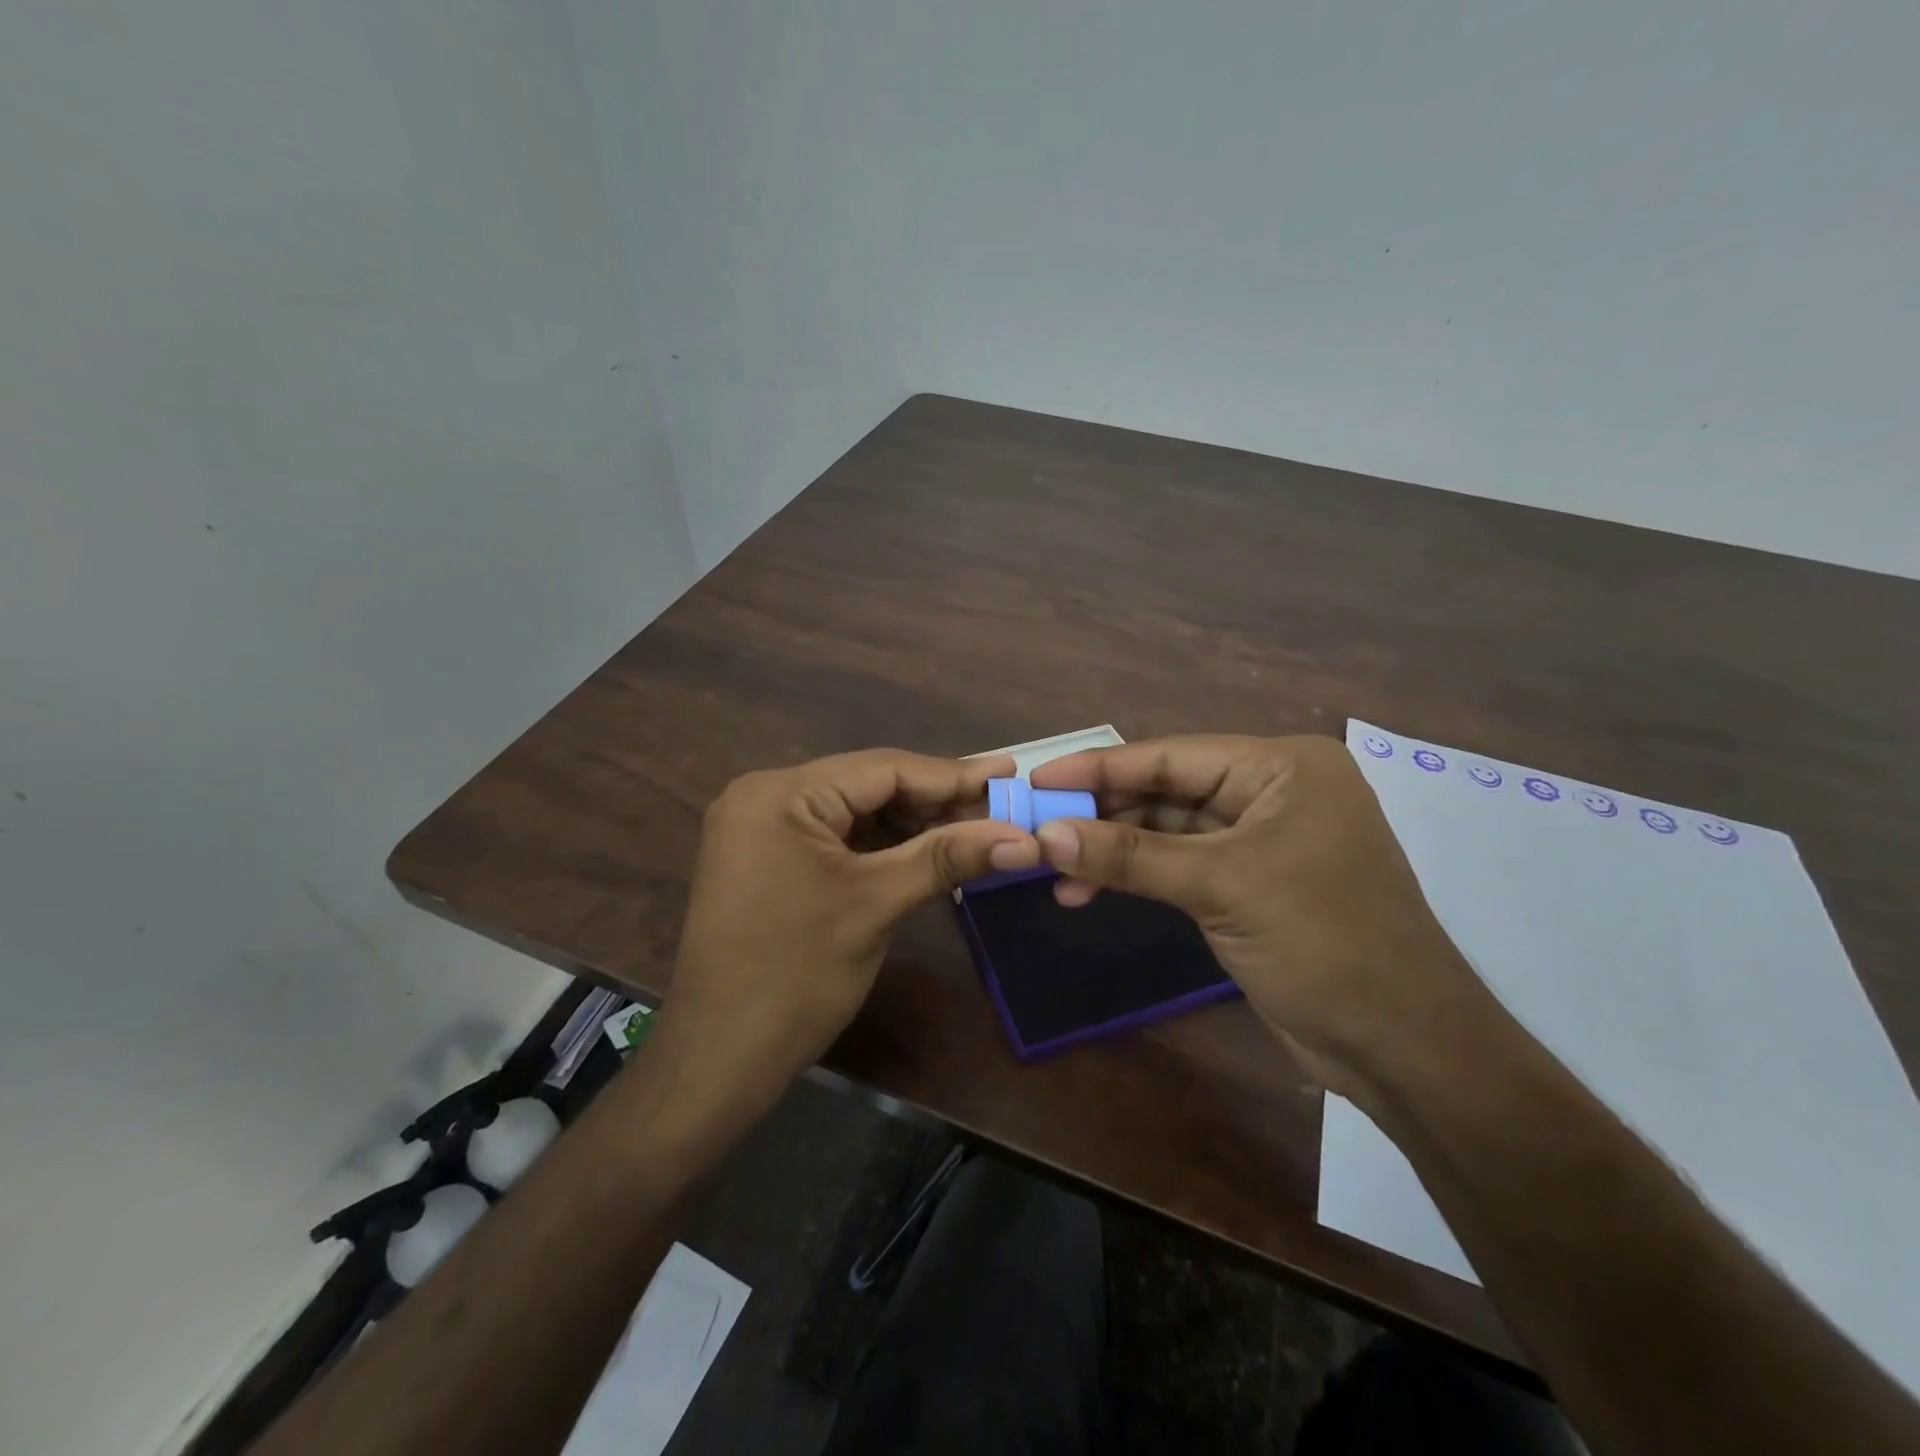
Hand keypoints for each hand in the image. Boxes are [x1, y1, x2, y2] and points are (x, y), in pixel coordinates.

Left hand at [660, 749, 1039, 1096]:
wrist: (721, 1058)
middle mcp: (766, 796)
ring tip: (977, 829)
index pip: (882, 769)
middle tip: (1002, 808)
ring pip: (857, 811)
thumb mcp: (876, 905)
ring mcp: (764, 828)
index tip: (1011, 773)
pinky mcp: (771, 858)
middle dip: (936, 801)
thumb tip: (1023, 839)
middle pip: (869, 786)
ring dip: (914, 824)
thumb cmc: (796, 976)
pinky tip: (929, 850)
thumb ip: (947, 857)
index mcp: (780, 794)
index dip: (952, 774)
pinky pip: (839, 837)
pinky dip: (884, 845)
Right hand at [1029, 735, 1495, 1099]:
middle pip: (1165, 790)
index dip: (1099, 768)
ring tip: (1054, 871)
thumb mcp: (1220, 887)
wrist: (1403, 1046)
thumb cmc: (1324, 942)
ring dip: (1112, 850)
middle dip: (1102, 813)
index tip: (1037, 778)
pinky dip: (1136, 875)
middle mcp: (1271, 791)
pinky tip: (1088, 890)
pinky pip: (1179, 865)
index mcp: (1280, 767)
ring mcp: (1260, 839)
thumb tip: (1044, 834)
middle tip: (1037, 828)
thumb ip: (1129, 856)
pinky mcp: (1249, 882)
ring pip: (1166, 830)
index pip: (1171, 755)